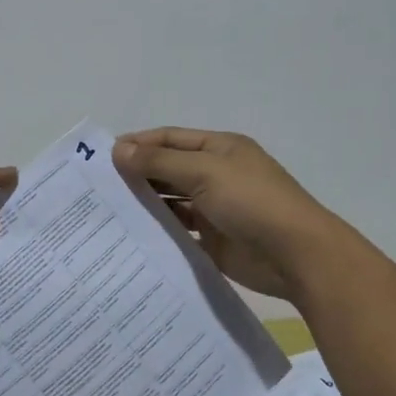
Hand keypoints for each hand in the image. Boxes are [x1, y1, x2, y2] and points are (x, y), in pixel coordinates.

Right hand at [114, 128, 346, 303]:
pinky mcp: (215, 241)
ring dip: (146, 205)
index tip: (102, 158)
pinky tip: (132, 238)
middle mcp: (216, 175)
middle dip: (137, 175)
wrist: (297, 256)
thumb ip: (159, 163)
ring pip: (172, 202)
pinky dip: (160, 232)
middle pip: (169, 170)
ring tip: (108, 214)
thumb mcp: (204, 172)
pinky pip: (180, 232)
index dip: (137, 144)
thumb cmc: (252, 202)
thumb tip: (118, 149)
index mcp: (219, 149)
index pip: (169, 139)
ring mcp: (216, 209)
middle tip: (98, 189)